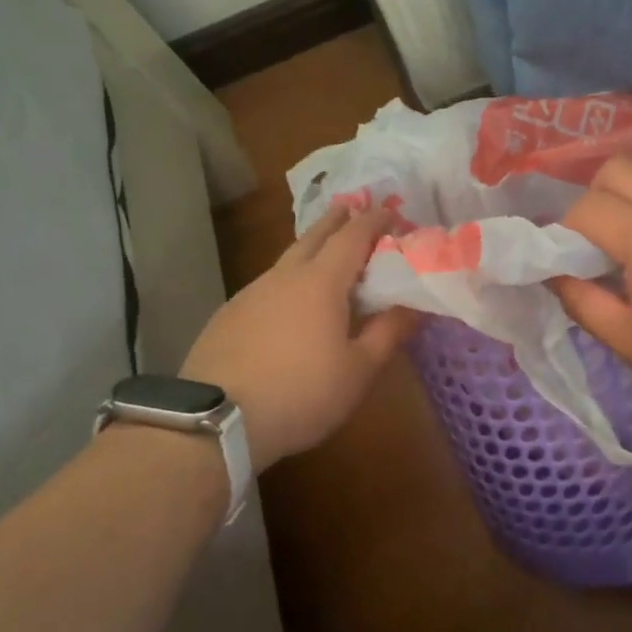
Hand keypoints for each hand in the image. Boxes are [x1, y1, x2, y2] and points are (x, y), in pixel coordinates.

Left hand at [181, 205, 417, 471]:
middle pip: (315, 235)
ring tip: (327, 256)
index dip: (375, 220)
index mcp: (321, 282)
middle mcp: (285, 276)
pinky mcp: (230, 314)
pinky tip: (290, 301)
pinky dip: (289, 278)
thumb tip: (415, 305)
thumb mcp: (358, 371)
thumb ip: (388, 333)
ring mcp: (252, 292)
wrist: (216, 421)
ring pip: (289, 258)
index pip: (353, 235)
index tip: (393, 212)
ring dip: (312, 248)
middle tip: (355, 209)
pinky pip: (269, 283)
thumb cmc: (301, 393)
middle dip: (338, 219)